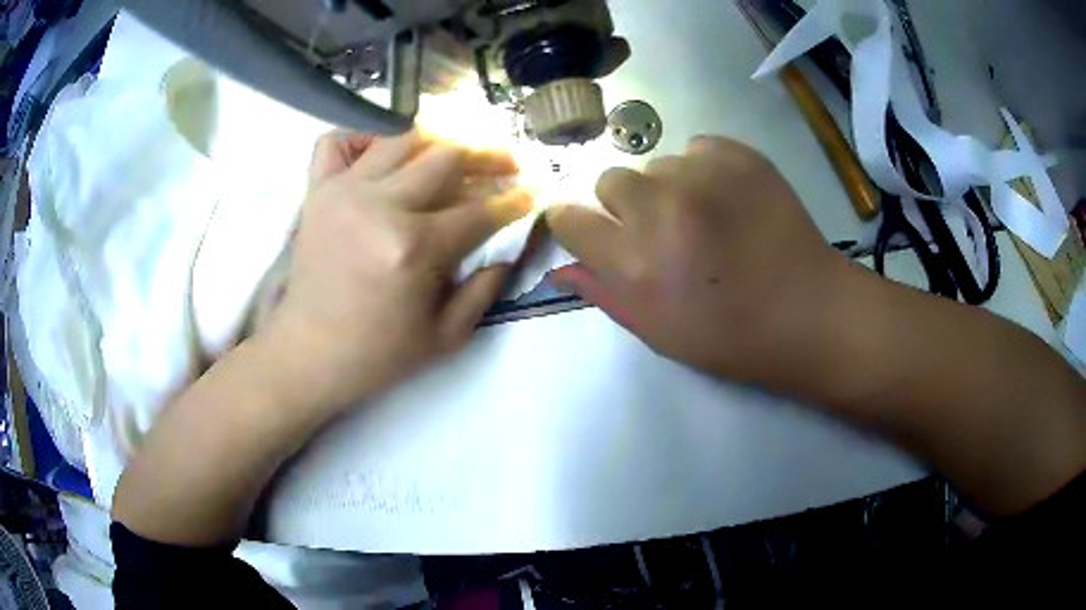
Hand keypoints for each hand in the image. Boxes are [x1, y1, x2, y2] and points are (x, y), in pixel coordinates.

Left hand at [259, 130, 532, 412]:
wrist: (310, 353)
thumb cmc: (379, 353)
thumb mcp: (447, 337)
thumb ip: (486, 289)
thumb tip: (510, 246)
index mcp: (414, 248)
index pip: (479, 211)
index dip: (515, 201)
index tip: (534, 192)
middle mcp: (380, 206)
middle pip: (447, 156)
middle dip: (489, 157)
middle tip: (507, 165)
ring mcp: (344, 191)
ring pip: (402, 138)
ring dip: (438, 141)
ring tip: (455, 154)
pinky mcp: (317, 191)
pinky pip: (337, 141)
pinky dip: (363, 137)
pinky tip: (382, 154)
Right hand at [546, 136, 851, 388]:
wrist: (809, 312)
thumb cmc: (731, 336)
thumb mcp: (658, 332)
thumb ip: (605, 292)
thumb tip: (563, 266)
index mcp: (635, 264)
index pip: (569, 219)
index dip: (577, 225)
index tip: (594, 232)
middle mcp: (660, 210)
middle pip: (610, 181)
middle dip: (627, 206)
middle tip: (663, 231)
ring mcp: (702, 176)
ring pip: (656, 165)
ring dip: (669, 188)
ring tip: (707, 218)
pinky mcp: (738, 155)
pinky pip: (697, 148)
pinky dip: (705, 170)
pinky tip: (730, 199)